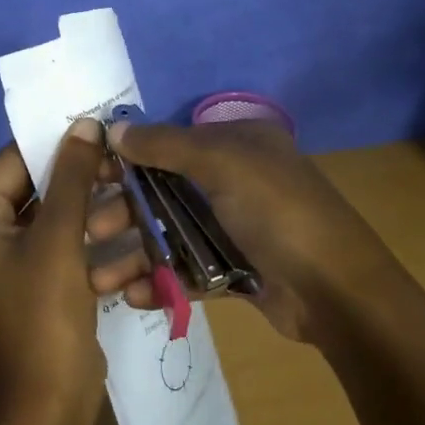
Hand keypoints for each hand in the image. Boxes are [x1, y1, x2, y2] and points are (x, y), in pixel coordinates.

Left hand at [0, 119, 109, 424]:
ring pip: (56, 214)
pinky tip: (125, 239)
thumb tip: (85, 124)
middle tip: (122, 166)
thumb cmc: (45, 312)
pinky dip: (91, 241)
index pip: (13, 160)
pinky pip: (63, 242)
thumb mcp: (60, 237)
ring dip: (93, 210)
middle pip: (36, 186)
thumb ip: (72, 176)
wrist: (51, 398)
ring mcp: (10, 258)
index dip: (56, 142)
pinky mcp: (36, 277)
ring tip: (132, 200)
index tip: (99, 127)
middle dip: (81, 179)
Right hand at [89, 119, 400, 343]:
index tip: (88, 177)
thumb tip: (113, 128)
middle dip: (125, 212)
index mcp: (238, 144)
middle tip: (90, 232)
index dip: (128, 158)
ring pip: (173, 235)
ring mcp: (238, 227)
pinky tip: (136, 296)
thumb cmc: (277, 211)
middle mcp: (236, 180)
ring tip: (99, 280)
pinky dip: (163, 281)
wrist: (336, 290)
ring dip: (135, 255)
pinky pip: (190, 270)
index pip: (170, 143)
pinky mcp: (238, 270)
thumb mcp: (223, 163)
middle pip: (165, 191)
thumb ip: (165, 145)